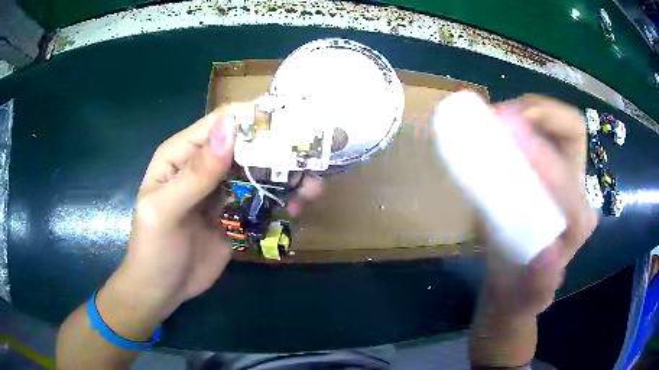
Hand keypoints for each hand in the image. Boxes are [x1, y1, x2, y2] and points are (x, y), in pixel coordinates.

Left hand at [95, 102, 320, 339]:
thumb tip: (230, 128)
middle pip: (246, 146)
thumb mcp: (166, 210)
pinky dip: (282, 201)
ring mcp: (222, 191)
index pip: (221, 123)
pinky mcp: (235, 214)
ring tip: (312, 190)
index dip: (254, 118)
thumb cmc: (153, 249)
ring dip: (286, 177)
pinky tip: (295, 210)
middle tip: (311, 160)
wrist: (162, 291)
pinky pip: (262, 200)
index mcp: (182, 154)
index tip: (292, 123)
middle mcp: (205, 165)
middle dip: (279, 150)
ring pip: (259, 172)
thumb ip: (196, 173)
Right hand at [469, 95, 598, 365]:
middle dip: (539, 114)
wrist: (518, 283)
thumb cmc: (520, 292)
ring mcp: (567, 176)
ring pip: (559, 124)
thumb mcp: (525, 298)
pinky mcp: (551, 168)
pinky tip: (500, 126)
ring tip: (496, 116)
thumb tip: (546, 257)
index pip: (565, 177)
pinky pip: (543, 130)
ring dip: (528, 112)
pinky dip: (522, 119)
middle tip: (500, 115)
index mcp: (577, 223)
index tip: (504, 132)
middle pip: (572, 131)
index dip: (538, 153)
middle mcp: (579, 192)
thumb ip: (537, 284)